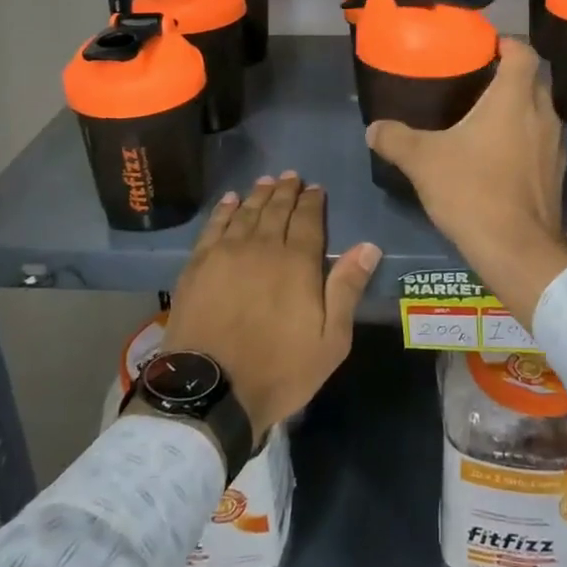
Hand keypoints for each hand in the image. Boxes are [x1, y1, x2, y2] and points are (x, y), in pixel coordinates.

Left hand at [159, 173, 379, 441]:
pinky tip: (231, 200)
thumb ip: (347, 289)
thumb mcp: (330, 340)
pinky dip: (225, 210)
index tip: (316, 188)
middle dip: (286, 191)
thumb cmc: (279, 369)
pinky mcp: (198, 265)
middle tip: (291, 176)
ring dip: (259, 195)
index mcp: (298, 263)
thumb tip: (368, 246)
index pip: (308, 220)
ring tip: (266, 181)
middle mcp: (263, 247)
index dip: (313, 201)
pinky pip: (214, 226)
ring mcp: (226, 253)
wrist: (210, 390)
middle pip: (277, 210)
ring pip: (247, 213)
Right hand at [366, 39, 566, 326]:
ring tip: (484, 119)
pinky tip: (498, 158)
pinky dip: (523, 140)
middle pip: (533, 81)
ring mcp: (555, 147)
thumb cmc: (472, 191)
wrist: (517, 250)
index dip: (506, 43)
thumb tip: (374, 128)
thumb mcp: (423, 161)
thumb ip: (396, 138)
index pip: (523, 52)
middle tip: (478, 81)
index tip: (485, 46)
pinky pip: (541, 143)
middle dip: (510, 76)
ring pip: (538, 113)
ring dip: (518, 110)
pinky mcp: (556, 175)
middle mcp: (542, 115)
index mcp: (514, 99)